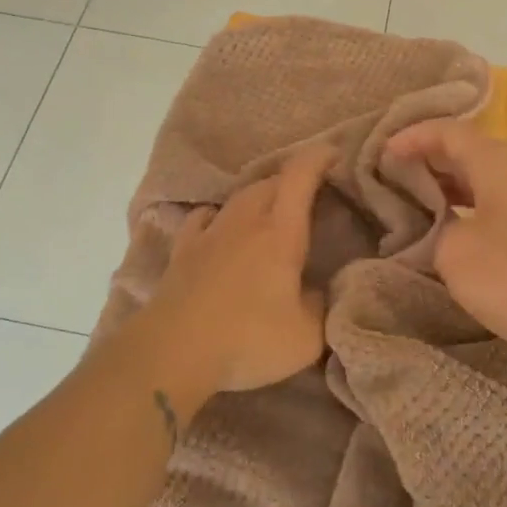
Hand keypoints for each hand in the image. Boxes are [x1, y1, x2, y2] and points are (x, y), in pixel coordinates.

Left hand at [135, 144, 335, 395]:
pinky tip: (219, 225)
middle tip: (309, 194)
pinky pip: (203, 218)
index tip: (333, 154)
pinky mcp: (182, 252)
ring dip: (258, 196)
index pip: (300, 177)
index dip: (317, 158)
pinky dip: (218, 215)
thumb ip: (320, 307)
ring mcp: (209, 234)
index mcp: (280, 233)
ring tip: (270, 210)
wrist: (173, 352)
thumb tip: (318, 291)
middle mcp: (244, 222)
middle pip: (269, 183)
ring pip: (238, 197)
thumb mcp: (306, 337)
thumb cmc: (247, 340)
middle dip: (292, 180)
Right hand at [385, 120, 506, 363]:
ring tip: (418, 200)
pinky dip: (470, 204)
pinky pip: (499, 200)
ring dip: (450, 184)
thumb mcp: (456, 253)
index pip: (449, 132)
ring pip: (485, 177)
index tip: (382, 153)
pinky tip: (455, 228)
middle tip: (394, 176)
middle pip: (468, 150)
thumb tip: (437, 228)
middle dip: (429, 159)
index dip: (413, 136)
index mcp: (497, 164)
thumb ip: (435, 230)